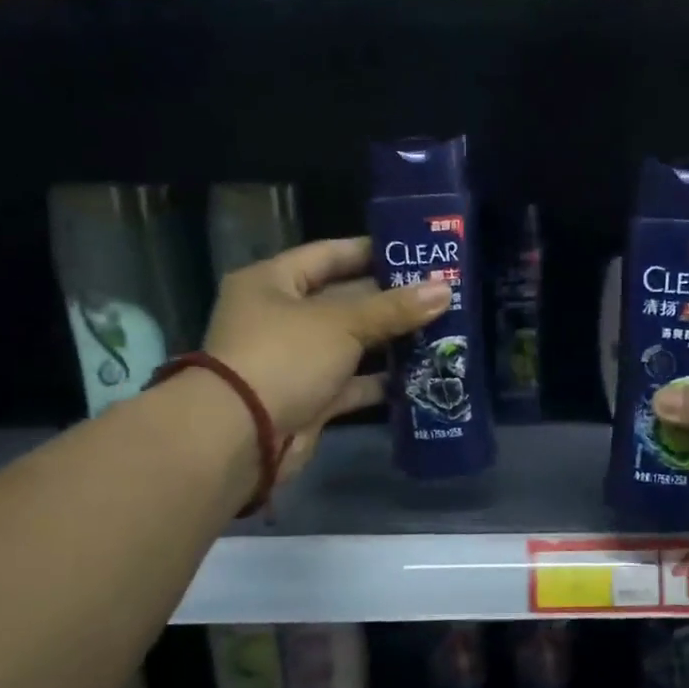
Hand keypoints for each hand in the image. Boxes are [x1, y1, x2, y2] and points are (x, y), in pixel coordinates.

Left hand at [204, 238, 448, 478]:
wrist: (244, 435)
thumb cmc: (285, 357)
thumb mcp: (342, 323)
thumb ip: (394, 308)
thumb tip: (445, 290)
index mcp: (273, 282)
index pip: (328, 255)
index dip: (371, 252)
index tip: (415, 252)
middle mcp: (281, 318)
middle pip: (344, 301)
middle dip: (390, 301)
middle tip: (440, 294)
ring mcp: (295, 361)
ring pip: (351, 345)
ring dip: (391, 342)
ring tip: (441, 332)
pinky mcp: (310, 398)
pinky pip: (352, 384)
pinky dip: (380, 382)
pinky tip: (421, 375)